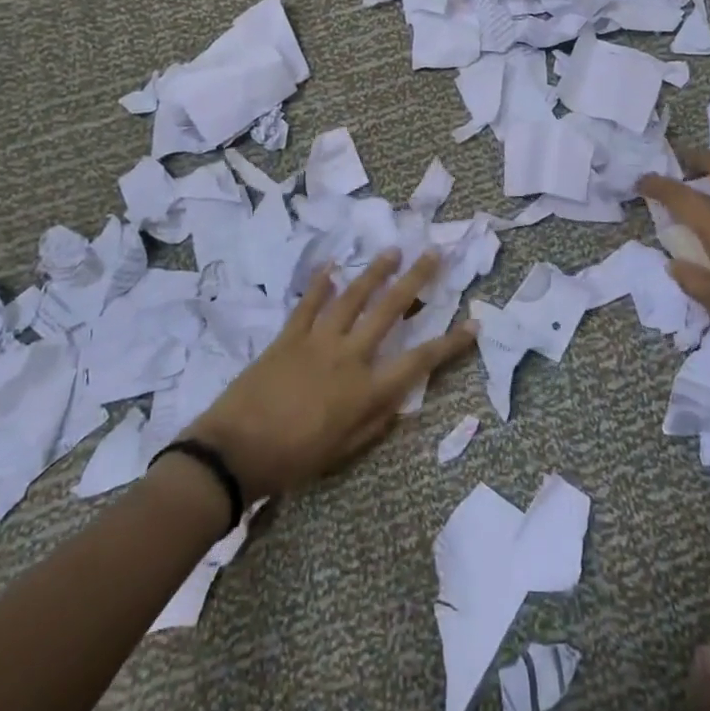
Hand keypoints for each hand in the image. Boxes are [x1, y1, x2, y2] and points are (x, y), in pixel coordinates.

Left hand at [186, 250, 475, 500]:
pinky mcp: (289, 336)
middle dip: (416, 280)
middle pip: (390, 310)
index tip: (474, 324)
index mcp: (367, 389)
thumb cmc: (295, 459)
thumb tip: (402, 398)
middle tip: (434, 254)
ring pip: (353, 297)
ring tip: (392, 250)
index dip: (451, 343)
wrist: (235, 452)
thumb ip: (377, 421)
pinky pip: (309, 304)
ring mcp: (318, 340)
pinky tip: (331, 266)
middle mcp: (350, 356)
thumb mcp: (345, 451)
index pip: (420, 360)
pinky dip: (321, 284)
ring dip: (375, 272)